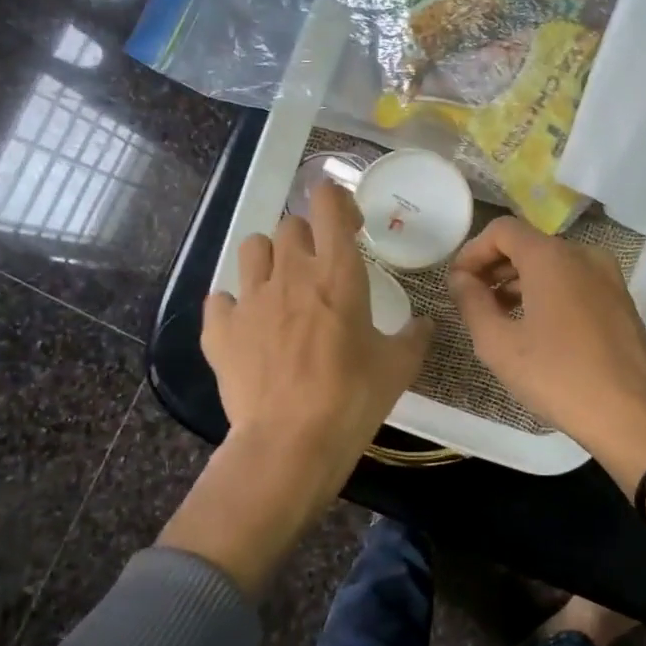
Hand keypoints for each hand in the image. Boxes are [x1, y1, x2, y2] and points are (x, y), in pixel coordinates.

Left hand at [174, 183, 431, 588]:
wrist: (290, 443)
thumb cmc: (353, 399)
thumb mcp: (398, 368)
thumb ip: (414, 337)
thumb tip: (425, 325)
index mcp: (337, 273)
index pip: (327, 202)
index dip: (337, 202)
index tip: (349, 227)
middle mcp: (290, 273)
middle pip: (290, 225)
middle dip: (306, 239)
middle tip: (320, 271)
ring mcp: (249, 299)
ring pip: (252, 248)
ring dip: (268, 260)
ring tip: (280, 290)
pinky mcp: (220, 329)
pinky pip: (221, 298)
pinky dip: (234, 306)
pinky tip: (247, 329)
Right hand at [448, 217, 645, 488]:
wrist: (631, 415)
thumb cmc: (557, 376)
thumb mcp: (498, 344)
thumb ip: (472, 302)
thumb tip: (461, 278)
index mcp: (551, 257)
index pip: (502, 230)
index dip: (473, 251)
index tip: (458, 283)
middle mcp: (583, 255)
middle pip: (529, 245)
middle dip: (495, 268)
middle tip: (472, 301)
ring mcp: (608, 277)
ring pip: (553, 265)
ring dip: (521, 282)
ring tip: (499, 318)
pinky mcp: (621, 301)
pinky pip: (575, 283)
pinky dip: (549, 293)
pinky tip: (536, 329)